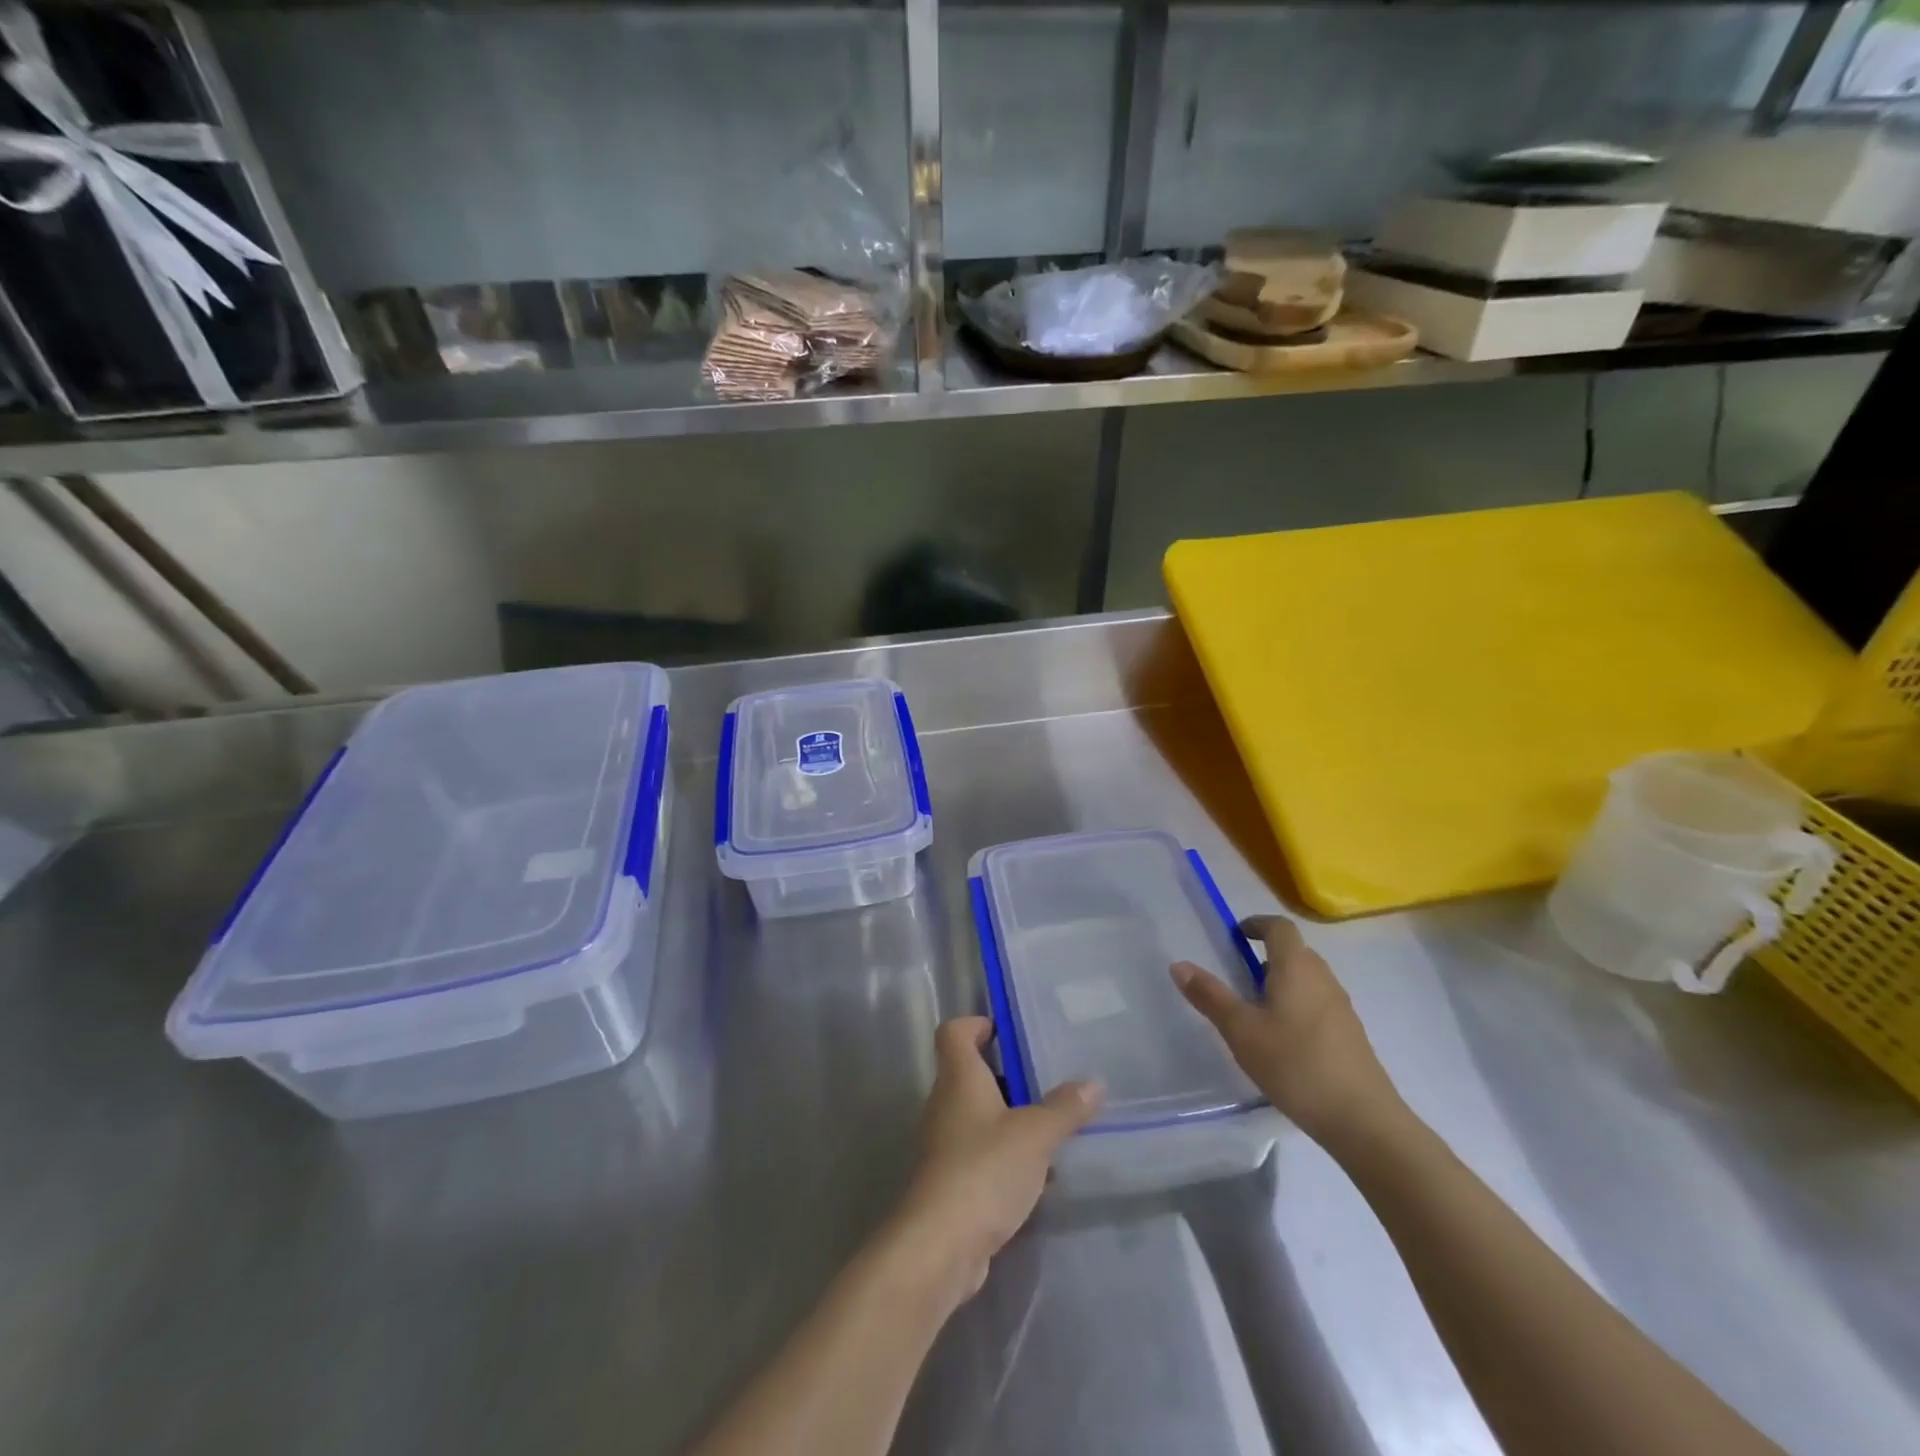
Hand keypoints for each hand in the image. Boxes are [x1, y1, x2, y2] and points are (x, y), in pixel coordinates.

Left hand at [889, 1017, 1101, 1302]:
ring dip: (1007, 1117)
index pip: (954, 1032)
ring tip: (1048, 1126)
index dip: (976, 1025)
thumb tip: (1093, 1083)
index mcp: (958, 1078)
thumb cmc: (984, 1170)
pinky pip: (977, 1152)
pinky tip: (1034, 1173)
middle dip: (1003, 1075)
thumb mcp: (1035, 1135)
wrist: (940, 1246)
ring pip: (975, 1115)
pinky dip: (1002, 1154)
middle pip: (967, 1073)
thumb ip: (1064, 1108)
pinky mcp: (948, 1181)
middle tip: (1043, 1081)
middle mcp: (944, 1104)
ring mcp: (942, 1144)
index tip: (1006, 1032)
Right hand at [1172, 914, 1400, 1147]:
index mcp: (1297, 967)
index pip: (1279, 927)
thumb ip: (1210, 996)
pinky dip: (1297, 1007)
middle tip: (1236, 976)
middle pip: (1295, 952)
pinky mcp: (1350, 1035)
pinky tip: (1282, 1041)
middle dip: (1265, 956)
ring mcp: (1341, 1008)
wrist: (1362, 1120)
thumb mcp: (1241, 1031)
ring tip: (1255, 1010)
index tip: (1235, 936)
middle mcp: (1323, 978)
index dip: (1256, 924)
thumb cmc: (1295, 1064)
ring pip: (1308, 980)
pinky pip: (1318, 1004)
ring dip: (1281, 982)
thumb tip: (1179, 965)